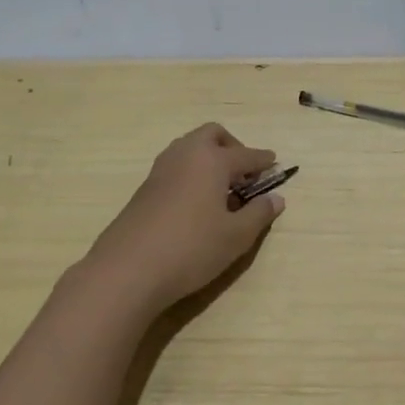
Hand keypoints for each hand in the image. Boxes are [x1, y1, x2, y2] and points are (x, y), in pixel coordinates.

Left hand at [85, 123, 286, 311]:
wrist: (129, 269)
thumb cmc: (192, 248)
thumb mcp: (236, 236)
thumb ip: (259, 214)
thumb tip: (276, 198)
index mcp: (212, 160)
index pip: (246, 155)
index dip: (263, 161)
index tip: (275, 164)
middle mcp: (185, 155)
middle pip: (213, 135)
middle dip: (233, 147)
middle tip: (245, 174)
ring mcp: (161, 170)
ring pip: (190, 148)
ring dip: (210, 159)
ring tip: (223, 190)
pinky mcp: (145, 188)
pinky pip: (176, 167)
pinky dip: (193, 173)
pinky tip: (198, 203)